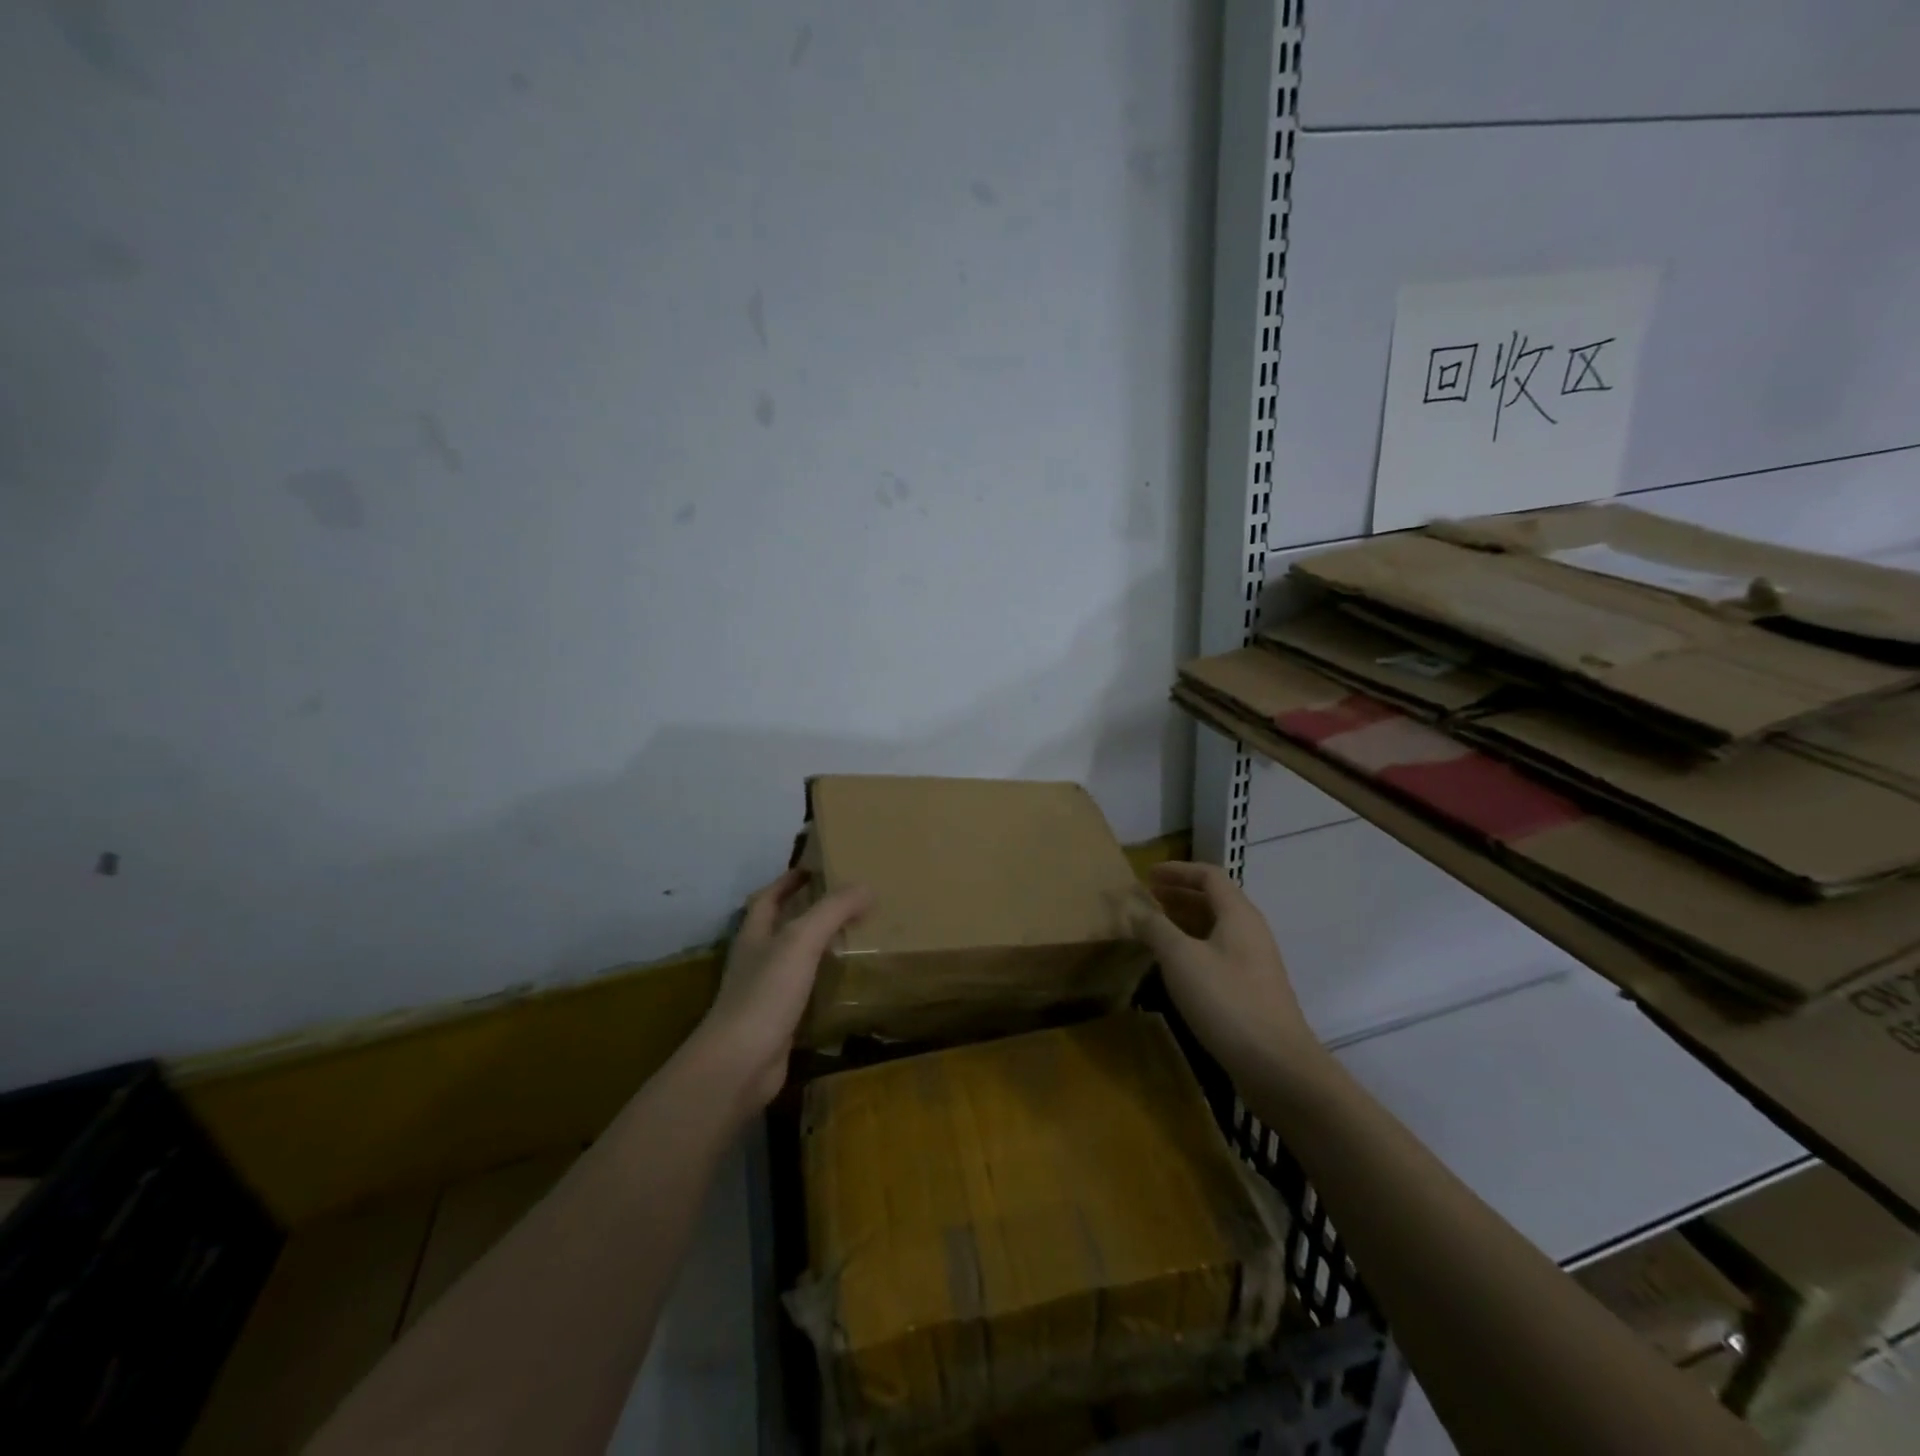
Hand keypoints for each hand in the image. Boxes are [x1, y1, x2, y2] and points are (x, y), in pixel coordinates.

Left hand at [697, 869, 871, 1111]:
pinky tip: (847, 984)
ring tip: (854, 938)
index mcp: (754, 934)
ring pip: (794, 961)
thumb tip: (866, 886)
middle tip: (846, 902)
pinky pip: (805, 994)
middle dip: (808, 912)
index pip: (769, 897)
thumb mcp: (801, 940)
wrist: (740, 1064)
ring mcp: (765, 993)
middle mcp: (756, 960)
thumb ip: (832, 911)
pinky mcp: (779, 1023)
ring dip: (818, 949)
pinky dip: (824, 985)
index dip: (789, 880)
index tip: (815, 868)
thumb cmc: (766, 993)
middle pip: (781, 927)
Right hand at [1125, 862, 1318, 1083]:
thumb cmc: (1226, 1000)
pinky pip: (1218, 953)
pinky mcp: (1251, 990)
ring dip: (1184, 922)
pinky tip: (1174, 966)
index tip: (1147, 875)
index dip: (1178, 870)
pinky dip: (1193, 947)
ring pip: (1215, 929)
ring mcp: (1254, 963)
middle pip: (1214, 900)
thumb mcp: (1180, 958)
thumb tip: (1136, 909)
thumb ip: (1155, 928)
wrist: (1276, 1065)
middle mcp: (1250, 932)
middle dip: (1179, 895)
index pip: (1209, 875)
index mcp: (1238, 915)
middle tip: (1146, 899)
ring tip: (1153, 929)